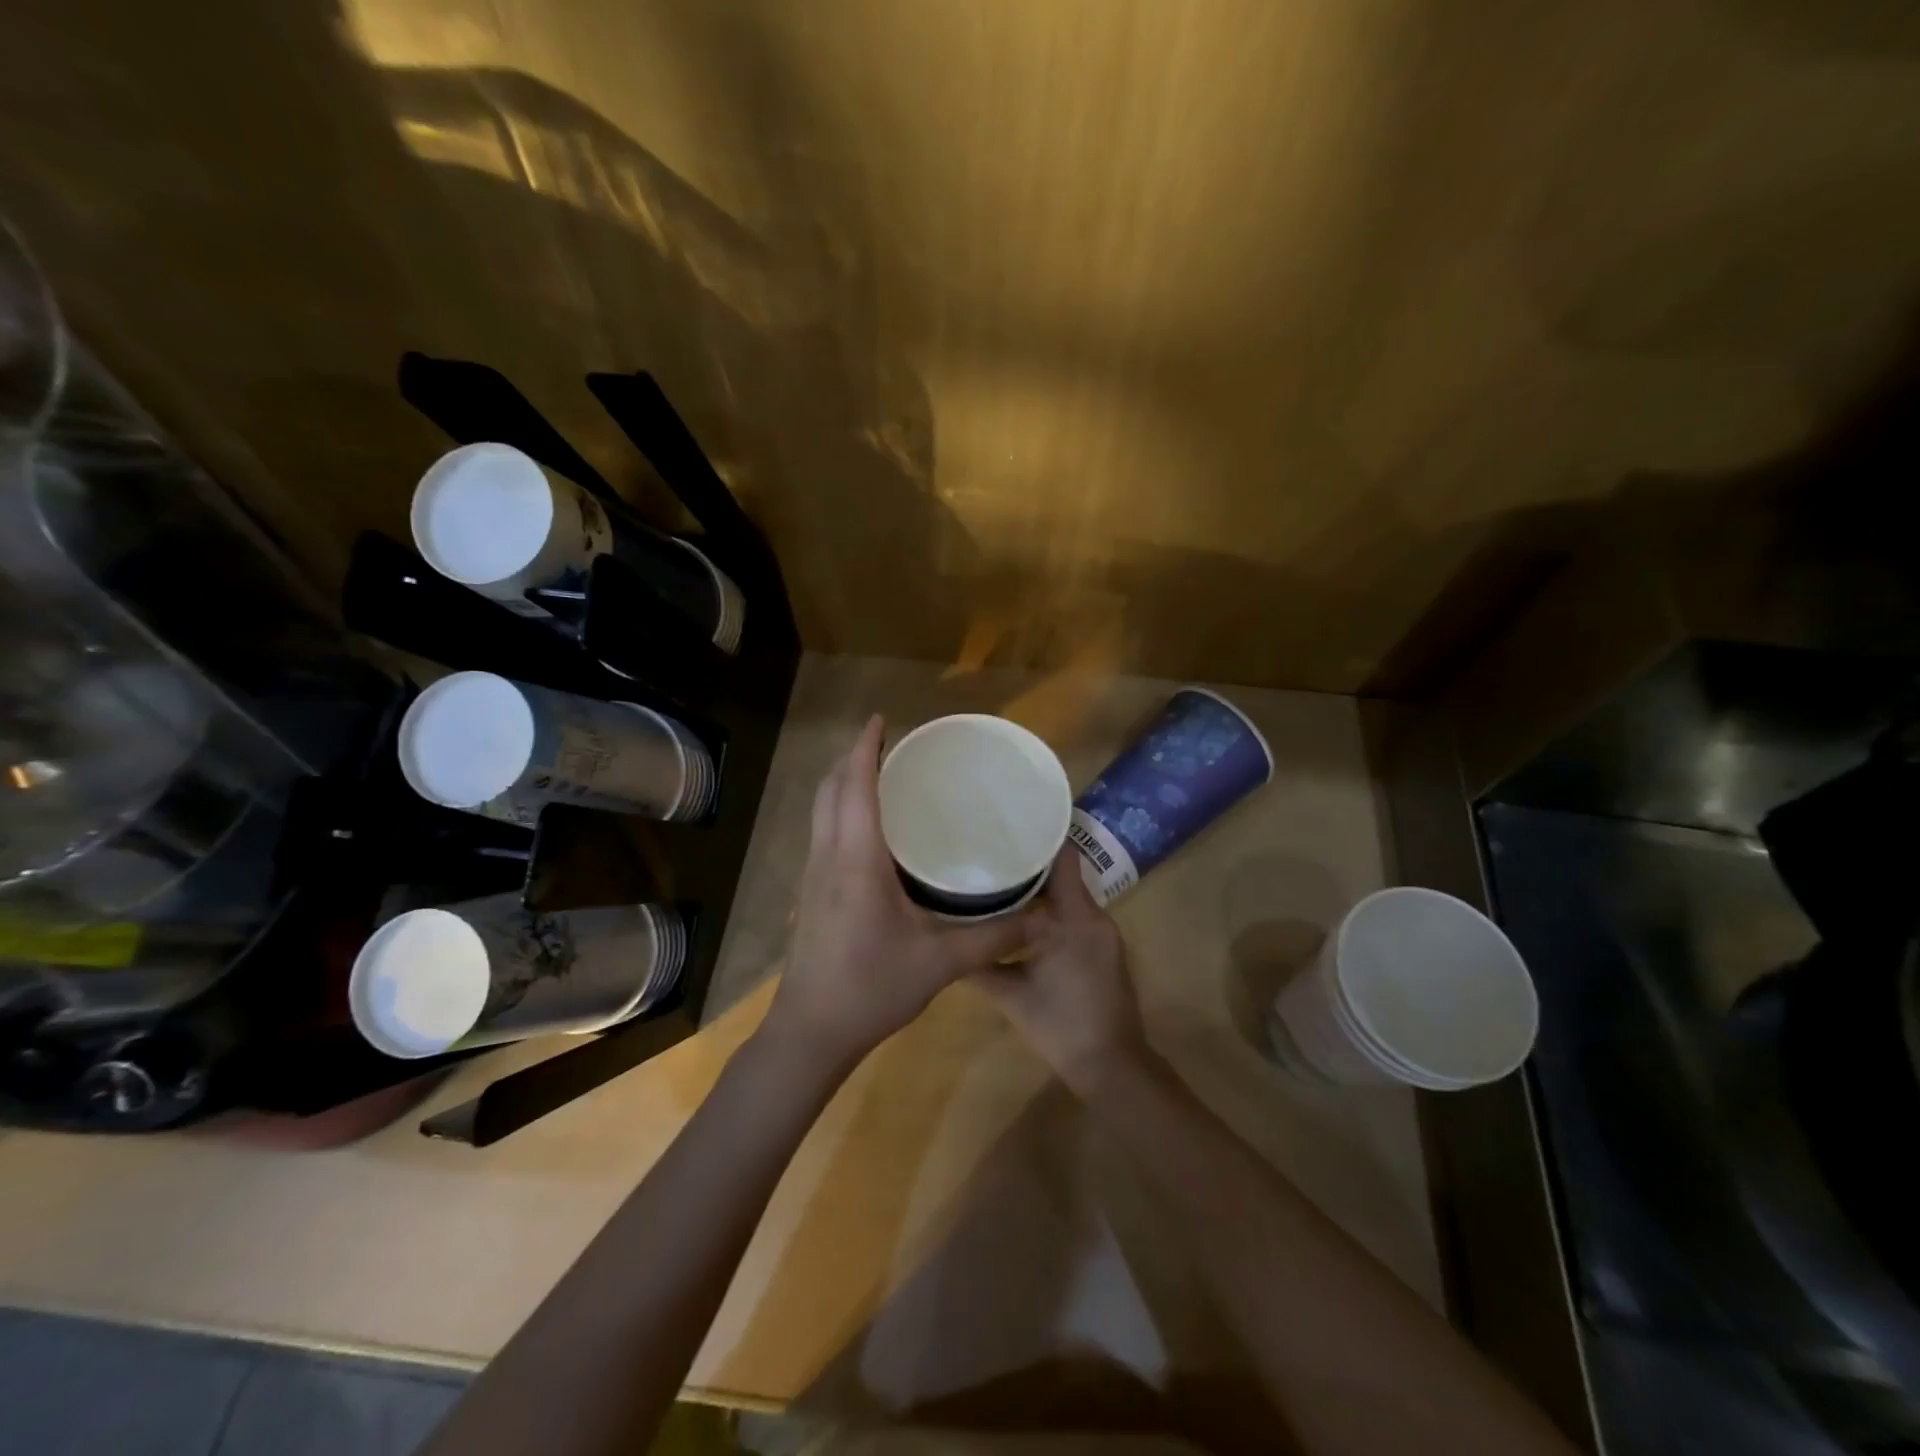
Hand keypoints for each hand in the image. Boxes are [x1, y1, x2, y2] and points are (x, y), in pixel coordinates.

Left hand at [763, 715, 1028, 1071]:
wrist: (811, 1031)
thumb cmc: (872, 989)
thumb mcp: (941, 963)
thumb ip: (994, 937)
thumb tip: (1043, 917)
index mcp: (857, 861)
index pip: (855, 788)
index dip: (865, 749)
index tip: (880, 719)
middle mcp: (829, 857)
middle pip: (830, 790)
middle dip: (852, 758)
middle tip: (887, 742)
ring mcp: (813, 874)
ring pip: (821, 810)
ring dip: (843, 782)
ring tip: (878, 773)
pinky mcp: (810, 892)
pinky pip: (823, 831)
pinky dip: (840, 809)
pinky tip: (868, 826)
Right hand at [976, 844, 1146, 1094]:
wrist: (1111, 1065)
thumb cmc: (1060, 1026)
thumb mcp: (1011, 995)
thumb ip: (980, 964)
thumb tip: (945, 944)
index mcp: (1074, 918)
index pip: (1062, 859)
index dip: (1038, 839)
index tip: (1008, 825)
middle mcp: (1093, 916)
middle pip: (1063, 873)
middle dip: (1030, 863)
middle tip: (992, 852)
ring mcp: (1103, 933)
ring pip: (1069, 895)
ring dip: (1041, 888)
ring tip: (1001, 879)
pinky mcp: (1104, 948)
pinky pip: (1077, 915)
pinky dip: (1052, 910)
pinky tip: (1023, 917)